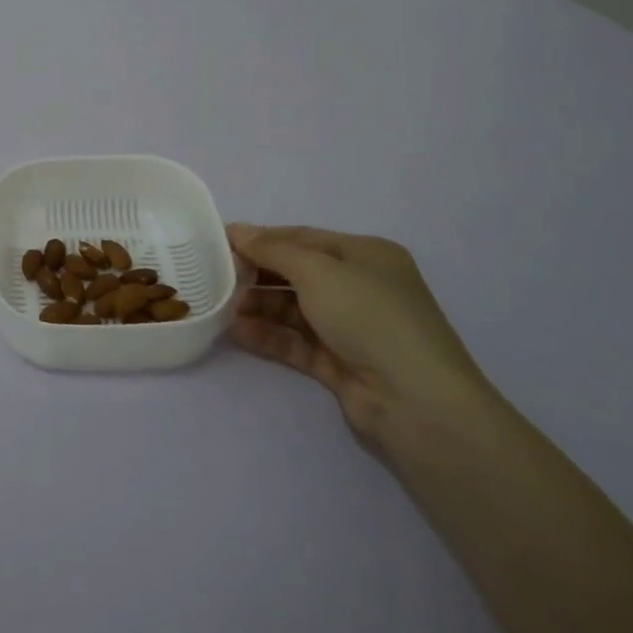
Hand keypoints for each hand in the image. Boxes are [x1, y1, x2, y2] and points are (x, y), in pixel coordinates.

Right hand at [226, 223, 491, 447]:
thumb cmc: (371, 316)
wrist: (417, 402)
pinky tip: (238, 332)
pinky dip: (269, 335)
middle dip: (258, 274)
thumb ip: (274, 250)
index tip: (220, 241)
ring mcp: (352, 328)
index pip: (304, 239)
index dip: (262, 238)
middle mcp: (361, 288)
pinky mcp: (341, 364)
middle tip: (216, 276)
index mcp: (366, 256)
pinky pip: (297, 342)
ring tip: (221, 307)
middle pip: (298, 274)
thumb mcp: (319, 271)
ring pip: (295, 310)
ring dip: (259, 306)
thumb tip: (237, 230)